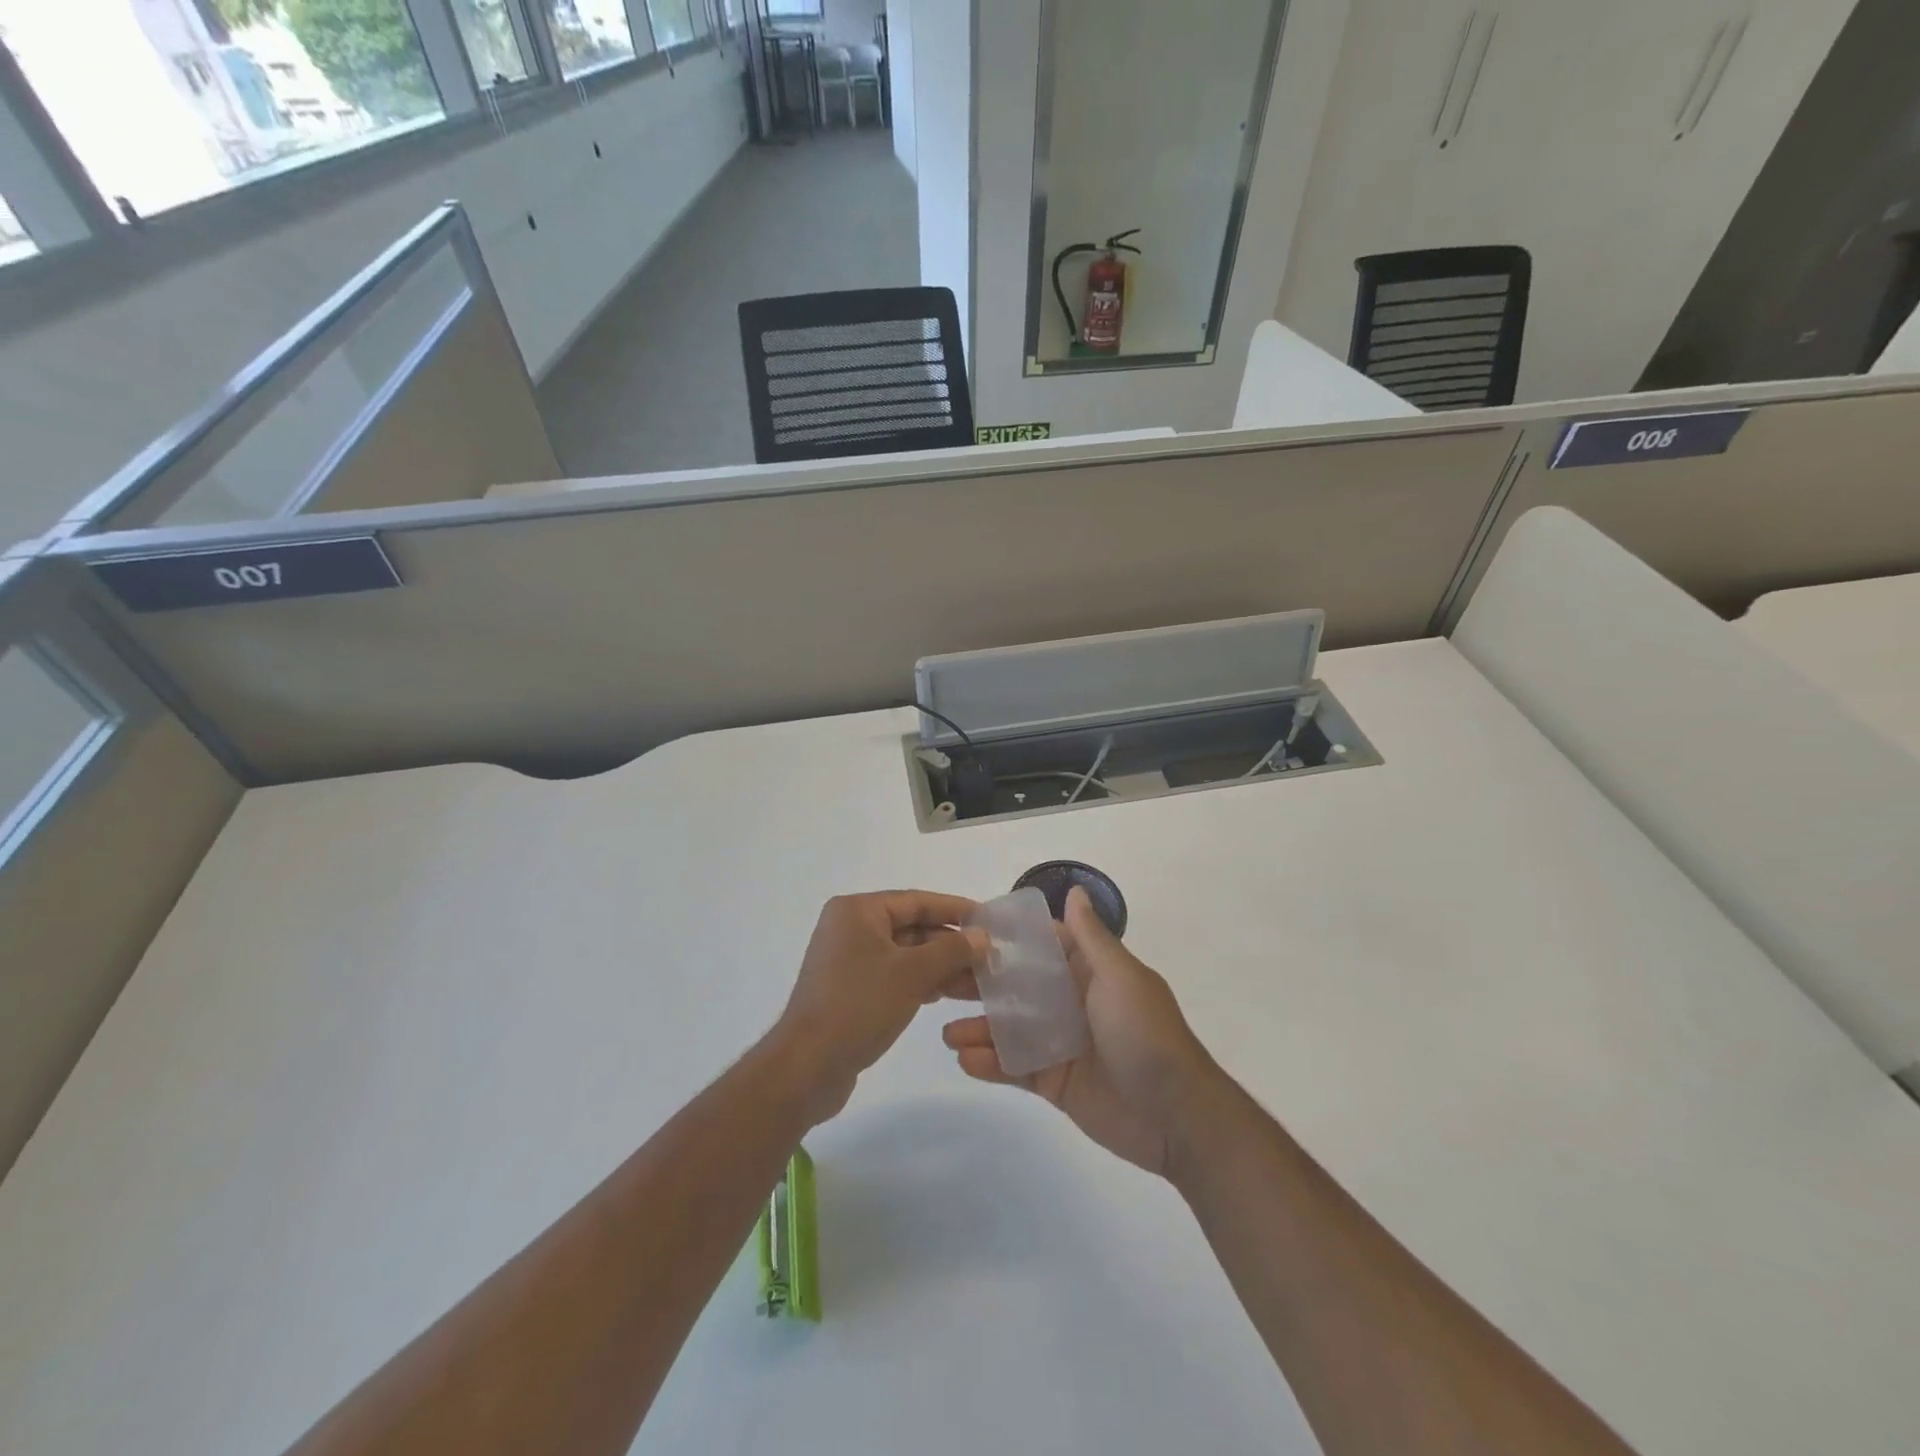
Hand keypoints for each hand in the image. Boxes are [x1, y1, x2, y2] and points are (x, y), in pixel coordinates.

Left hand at [772, 891, 983, 1125]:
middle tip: (990, 958)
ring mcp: (848, 961)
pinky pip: (893, 975)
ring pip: (905, 955)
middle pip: (911, 927)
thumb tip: (982, 935)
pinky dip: (919, 982)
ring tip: (978, 983)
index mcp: (857, 911)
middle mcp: (850, 928)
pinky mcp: (850, 990)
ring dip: (940, 966)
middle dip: (951, 944)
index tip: (989, 920)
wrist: (807, 1067)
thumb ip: (951, 950)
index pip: (916, 901)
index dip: (955, 909)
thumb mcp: (912, 974)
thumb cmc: (859, 1007)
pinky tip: (945, 995)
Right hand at [942, 887, 1219, 1177]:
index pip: (1042, 946)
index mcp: (1089, 972)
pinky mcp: (1055, 1082)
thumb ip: (1091, 938)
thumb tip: (1077, 891)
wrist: (1175, 1117)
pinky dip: (991, 1063)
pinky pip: (1016, 1067)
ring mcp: (1061, 1043)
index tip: (966, 930)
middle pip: (1018, 987)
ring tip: (946, 1032)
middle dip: (982, 985)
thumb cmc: (1145, 1035)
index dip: (1008, 939)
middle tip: (942, 983)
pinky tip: (965, 1059)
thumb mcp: (1120, 977)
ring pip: (1011, 1028)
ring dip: (979, 1028)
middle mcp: (1071, 1002)